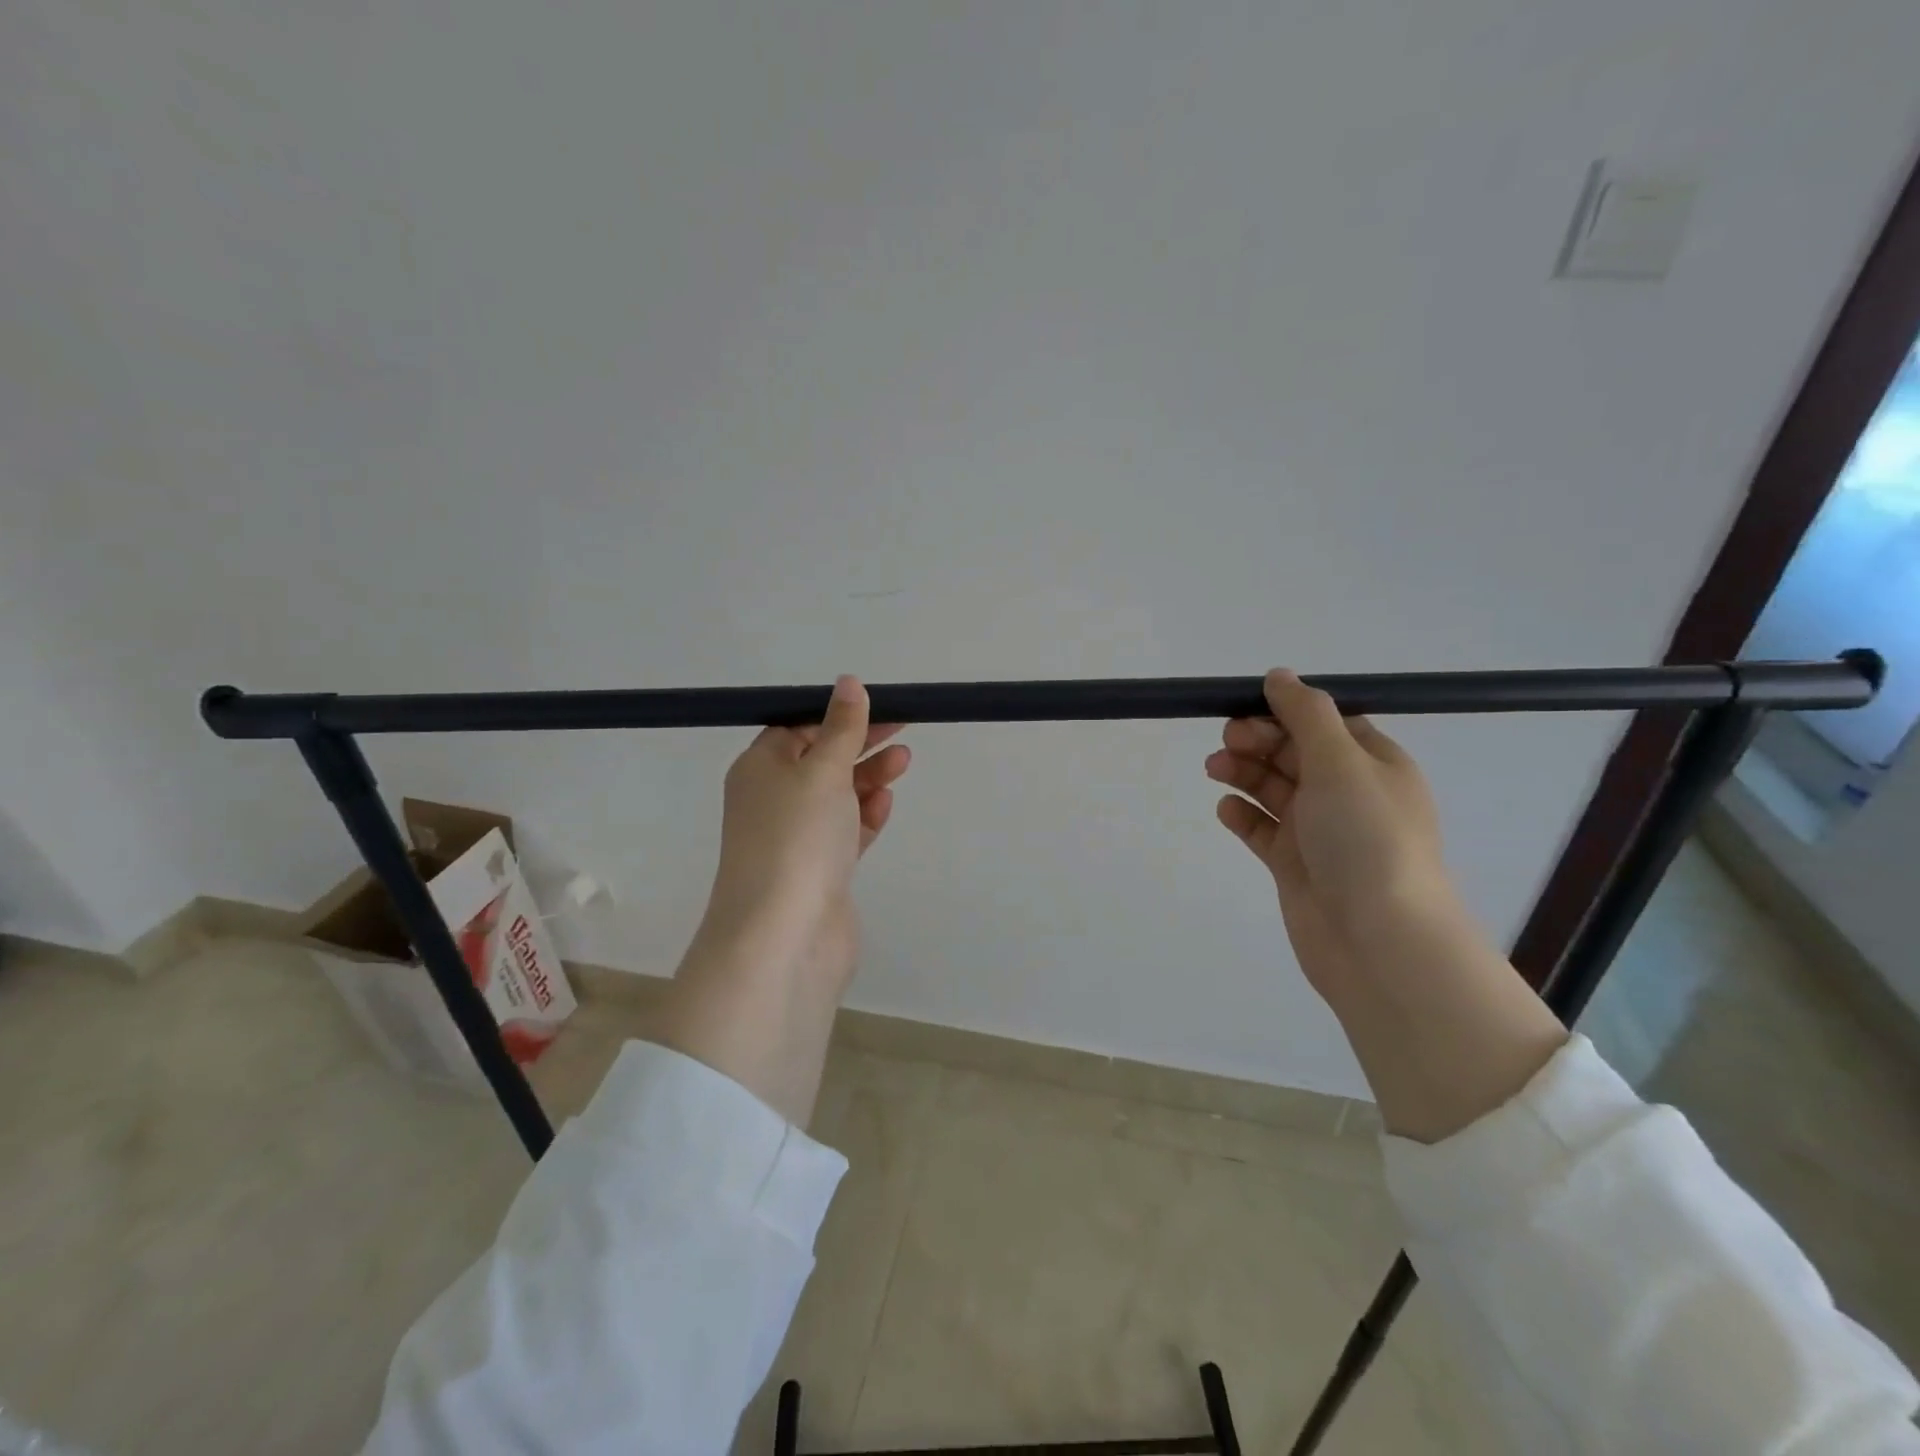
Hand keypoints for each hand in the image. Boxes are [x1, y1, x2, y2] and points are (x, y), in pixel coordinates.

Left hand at [687, 675, 909, 995]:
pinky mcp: (819, 871)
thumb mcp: (821, 769)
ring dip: (868, 777)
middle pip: (820, 760)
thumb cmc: (797, 837)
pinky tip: (885, 803)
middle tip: (903, 727)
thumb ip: (841, 727)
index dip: (836, 715)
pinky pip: (845, 832)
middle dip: (860, 742)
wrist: (783, 935)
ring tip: (904, 761)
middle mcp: (772, 801)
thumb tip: (848, 683)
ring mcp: (796, 839)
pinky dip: (865, 815)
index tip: (877, 705)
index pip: (796, 728)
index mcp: (759, 769)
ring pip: (836, 796)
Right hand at [1207, 669, 1565, 1141]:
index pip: (1325, 724)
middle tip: (1226, 743)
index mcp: (1374, 765)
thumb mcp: (1341, 762)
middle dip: (1259, 742)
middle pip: (1295, 754)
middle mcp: (1349, 795)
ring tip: (1215, 771)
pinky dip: (1243, 816)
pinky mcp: (1296, 866)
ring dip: (1245, 774)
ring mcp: (1321, 833)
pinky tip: (1226, 810)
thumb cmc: (1366, 839)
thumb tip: (1279, 675)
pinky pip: (1264, 830)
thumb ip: (1306, 715)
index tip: (1247, 708)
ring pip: (1275, 790)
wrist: (1377, 940)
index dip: (1285, 712)